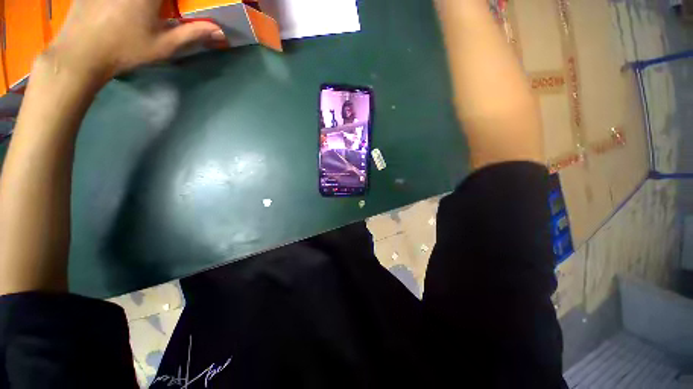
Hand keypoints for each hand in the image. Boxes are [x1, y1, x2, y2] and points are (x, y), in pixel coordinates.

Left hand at [45, 0, 224, 87]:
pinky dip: (121, 2)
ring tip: (140, 15)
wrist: (81, 53)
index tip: (179, 6)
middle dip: (162, 2)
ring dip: (151, 3)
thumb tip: (220, 31)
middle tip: (164, 9)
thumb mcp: (164, 45)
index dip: (180, 0)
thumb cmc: (125, 50)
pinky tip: (120, 9)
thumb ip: (193, 33)